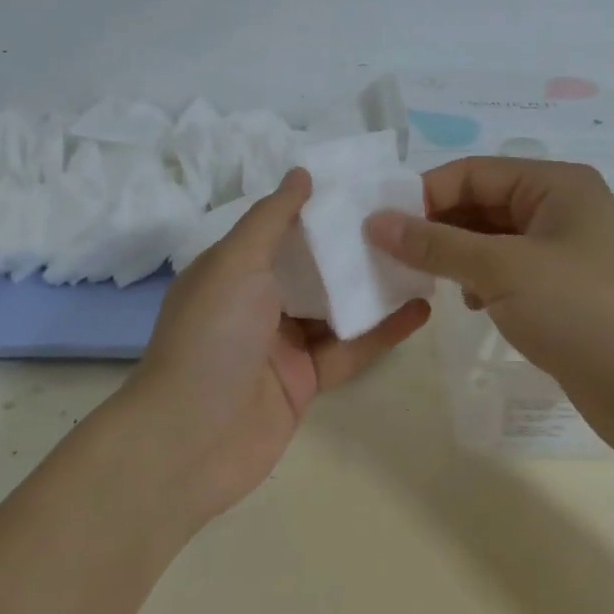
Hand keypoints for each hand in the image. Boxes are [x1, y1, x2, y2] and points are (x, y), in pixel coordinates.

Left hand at [124, 168, 430, 527]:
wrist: (190, 440)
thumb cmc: (211, 337)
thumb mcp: (235, 262)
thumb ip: (271, 218)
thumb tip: (301, 173)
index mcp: (232, 269)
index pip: (281, 229)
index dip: (319, 209)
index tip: (365, 187)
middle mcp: (255, 302)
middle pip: (313, 268)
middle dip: (352, 247)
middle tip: (406, 221)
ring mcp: (281, 345)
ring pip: (336, 308)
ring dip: (374, 288)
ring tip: (423, 259)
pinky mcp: (305, 382)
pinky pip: (349, 350)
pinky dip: (382, 332)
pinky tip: (420, 310)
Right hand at [366, 158, 613, 459]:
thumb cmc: (584, 312)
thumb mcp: (502, 270)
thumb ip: (435, 244)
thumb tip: (375, 222)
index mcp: (554, 184)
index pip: (471, 172)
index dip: (423, 195)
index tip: (378, 227)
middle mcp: (560, 209)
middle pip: (479, 204)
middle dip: (435, 227)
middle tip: (387, 256)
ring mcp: (563, 253)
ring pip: (489, 241)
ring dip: (454, 256)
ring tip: (422, 281)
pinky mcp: (562, 293)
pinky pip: (505, 273)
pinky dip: (478, 282)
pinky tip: (467, 303)